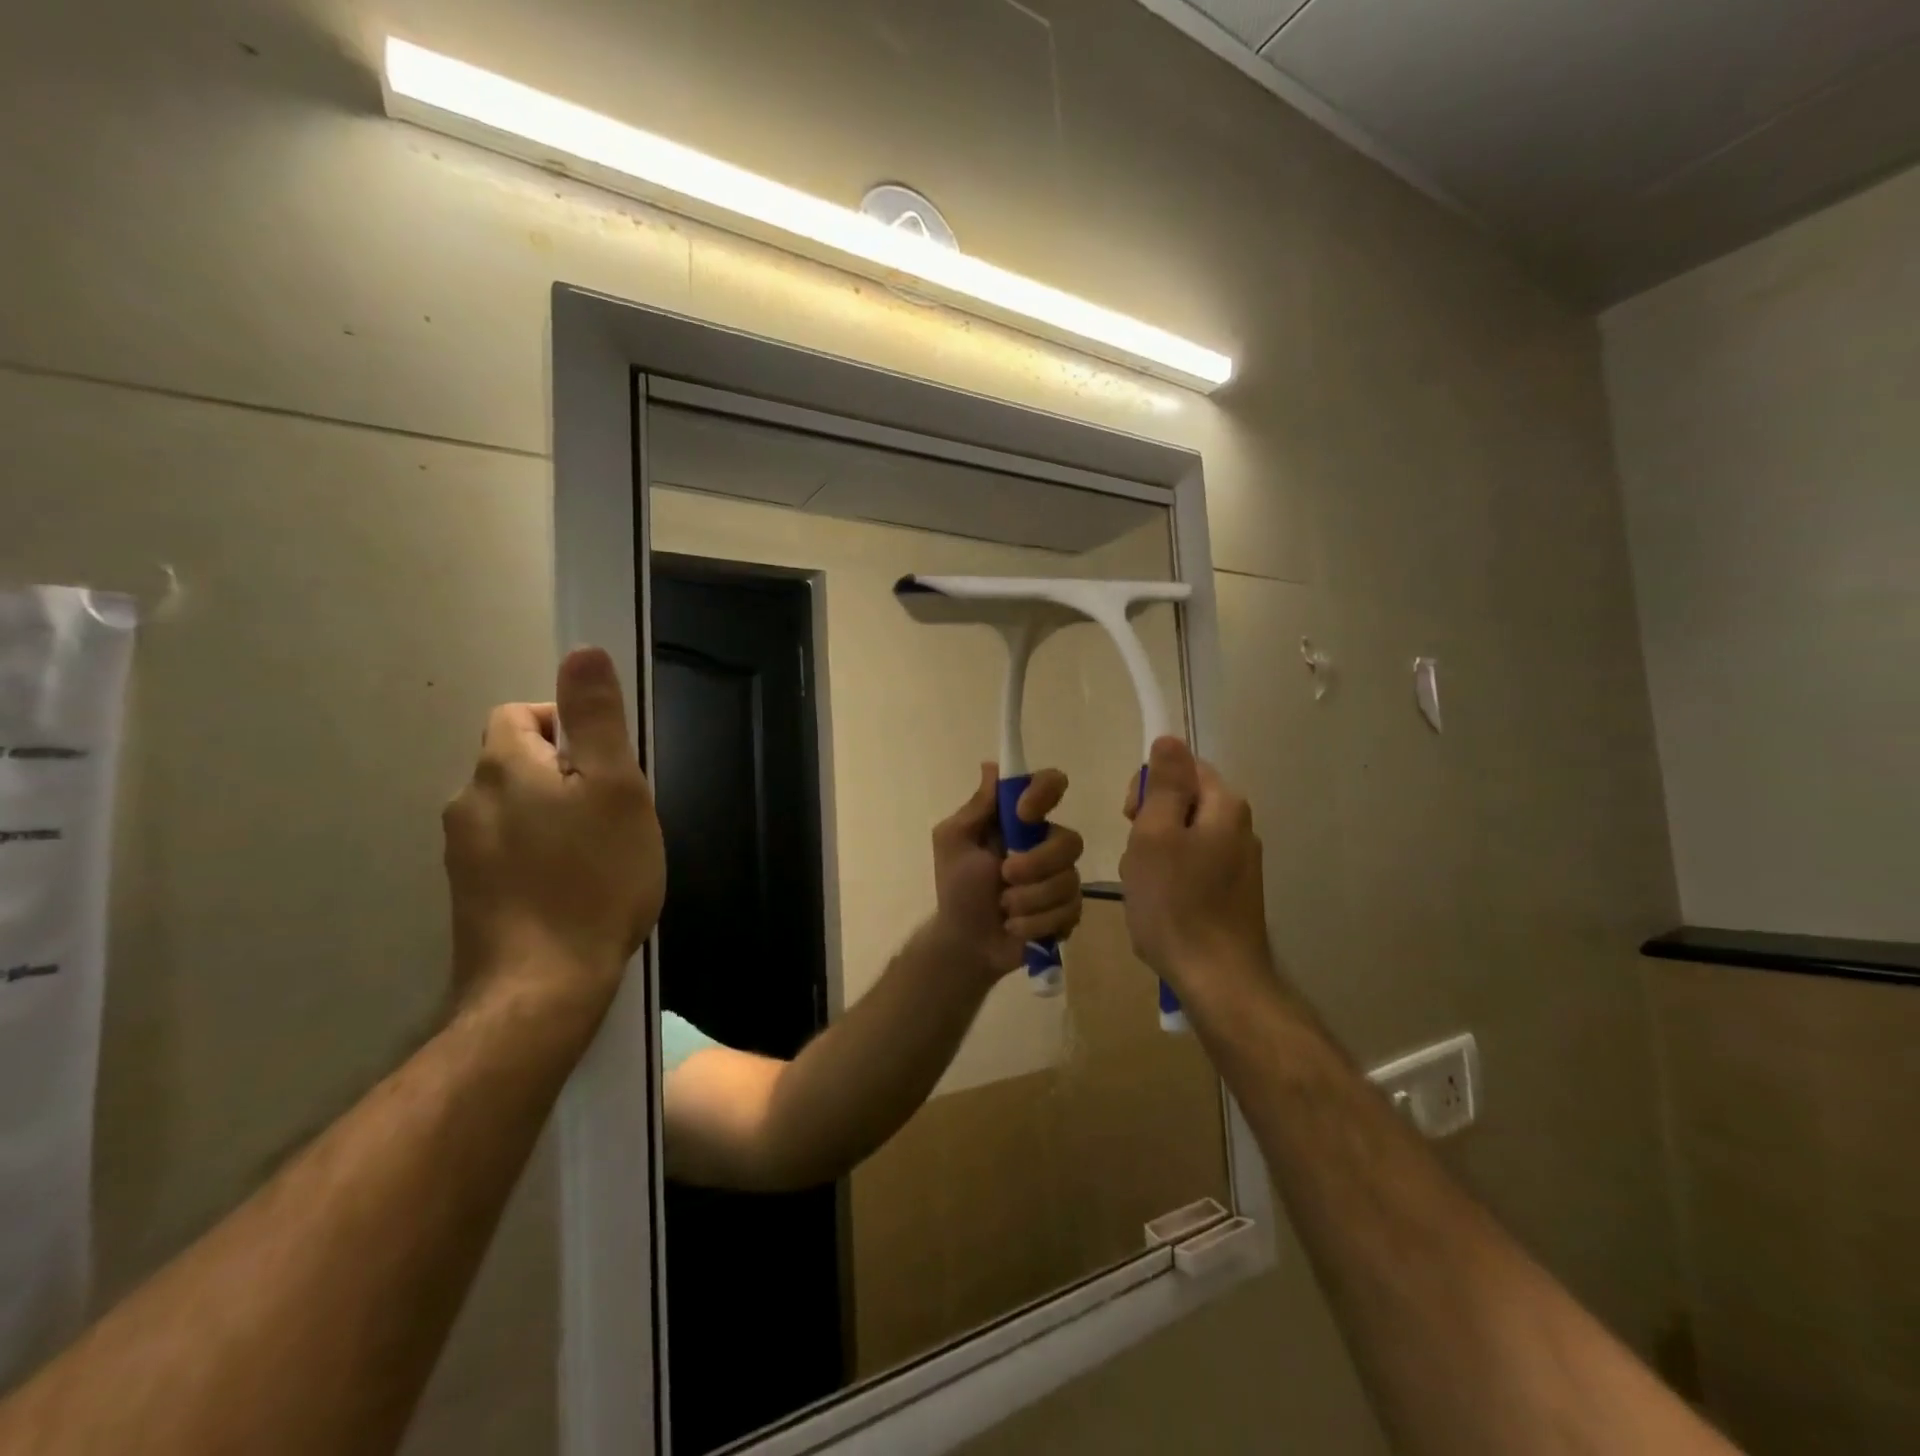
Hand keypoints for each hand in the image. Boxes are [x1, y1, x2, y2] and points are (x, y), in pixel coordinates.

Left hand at [443, 647, 665, 1013]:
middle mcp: (469, 802)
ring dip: (555, 815)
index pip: (522, 714)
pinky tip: (572, 888)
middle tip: (615, 815)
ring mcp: (463, 853)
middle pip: (519, 762)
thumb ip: (597, 718)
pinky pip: (509, 850)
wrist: (542, 987)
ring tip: (599, 855)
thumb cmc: (595, 878)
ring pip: (516, 808)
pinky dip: (540, 853)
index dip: (568, 727)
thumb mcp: (616, 788)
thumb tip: (583, 651)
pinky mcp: (470, 895)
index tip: (609, 769)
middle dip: (568, 774)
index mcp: (503, 767)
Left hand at [930, 764, 1084, 980]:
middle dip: (1036, 864)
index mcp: (1020, 821)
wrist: (965, 942)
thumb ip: (977, 807)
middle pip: (1070, 840)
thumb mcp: (954, 841)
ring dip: (1029, 899)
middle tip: (1004, 876)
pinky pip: (1070, 911)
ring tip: (1005, 909)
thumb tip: (992, 766)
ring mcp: (1062, 877)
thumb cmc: (956, 888)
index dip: (1045, 793)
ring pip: (1069, 880)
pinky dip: (1036, 923)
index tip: (1023, 814)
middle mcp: (1046, 843)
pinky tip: (1016, 927)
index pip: (1051, 785)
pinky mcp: (1069, 910)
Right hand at [1119, 737, 1268, 994]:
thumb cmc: (1176, 903)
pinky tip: (1161, 907)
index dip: (1149, 786)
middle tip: (1138, 860)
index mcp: (1225, 806)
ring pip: (1182, 839)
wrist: (1216, 979)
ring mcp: (1239, 864)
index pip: (1182, 767)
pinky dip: (1170, 881)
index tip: (1132, 818)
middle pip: (1182, 803)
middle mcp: (1240, 828)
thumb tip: (1170, 738)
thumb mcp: (1156, 834)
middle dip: (1149, 825)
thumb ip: (1165, 783)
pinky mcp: (1233, 893)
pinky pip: (1192, 869)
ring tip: (1146, 890)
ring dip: (1155, 857)